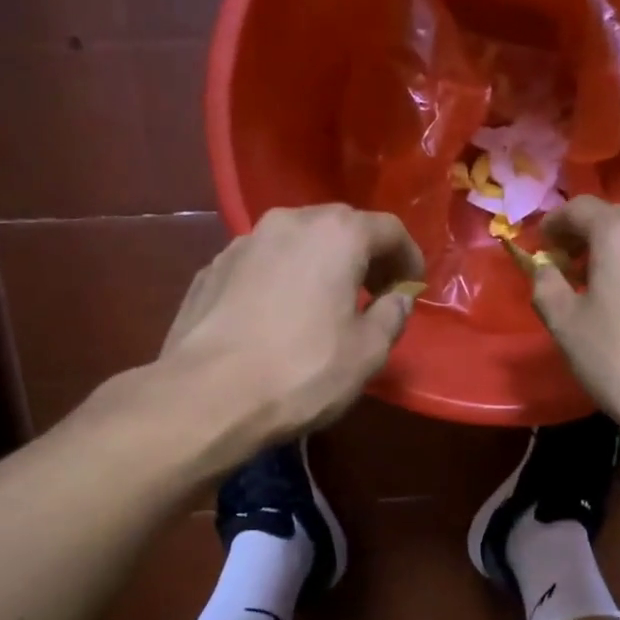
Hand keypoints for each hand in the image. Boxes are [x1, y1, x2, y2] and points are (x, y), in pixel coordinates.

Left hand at [101, 205, 424, 452]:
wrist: (206, 396)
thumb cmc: (302, 371)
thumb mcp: (367, 352)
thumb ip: (391, 316)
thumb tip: (397, 299)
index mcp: (336, 234)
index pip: (388, 229)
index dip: (408, 257)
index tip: (412, 288)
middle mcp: (289, 223)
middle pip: (340, 226)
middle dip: (365, 255)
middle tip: (374, 292)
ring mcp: (243, 242)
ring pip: (297, 241)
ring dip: (321, 264)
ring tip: (327, 303)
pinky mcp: (211, 269)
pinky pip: (263, 263)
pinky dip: (283, 277)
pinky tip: (281, 315)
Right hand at [526, 197, 619, 445]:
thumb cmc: (619, 360)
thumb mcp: (565, 324)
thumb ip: (545, 285)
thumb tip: (543, 268)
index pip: (580, 207)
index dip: (554, 223)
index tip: (541, 245)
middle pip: (614, 220)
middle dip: (585, 237)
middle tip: (565, 267)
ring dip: (616, 254)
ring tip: (599, 287)